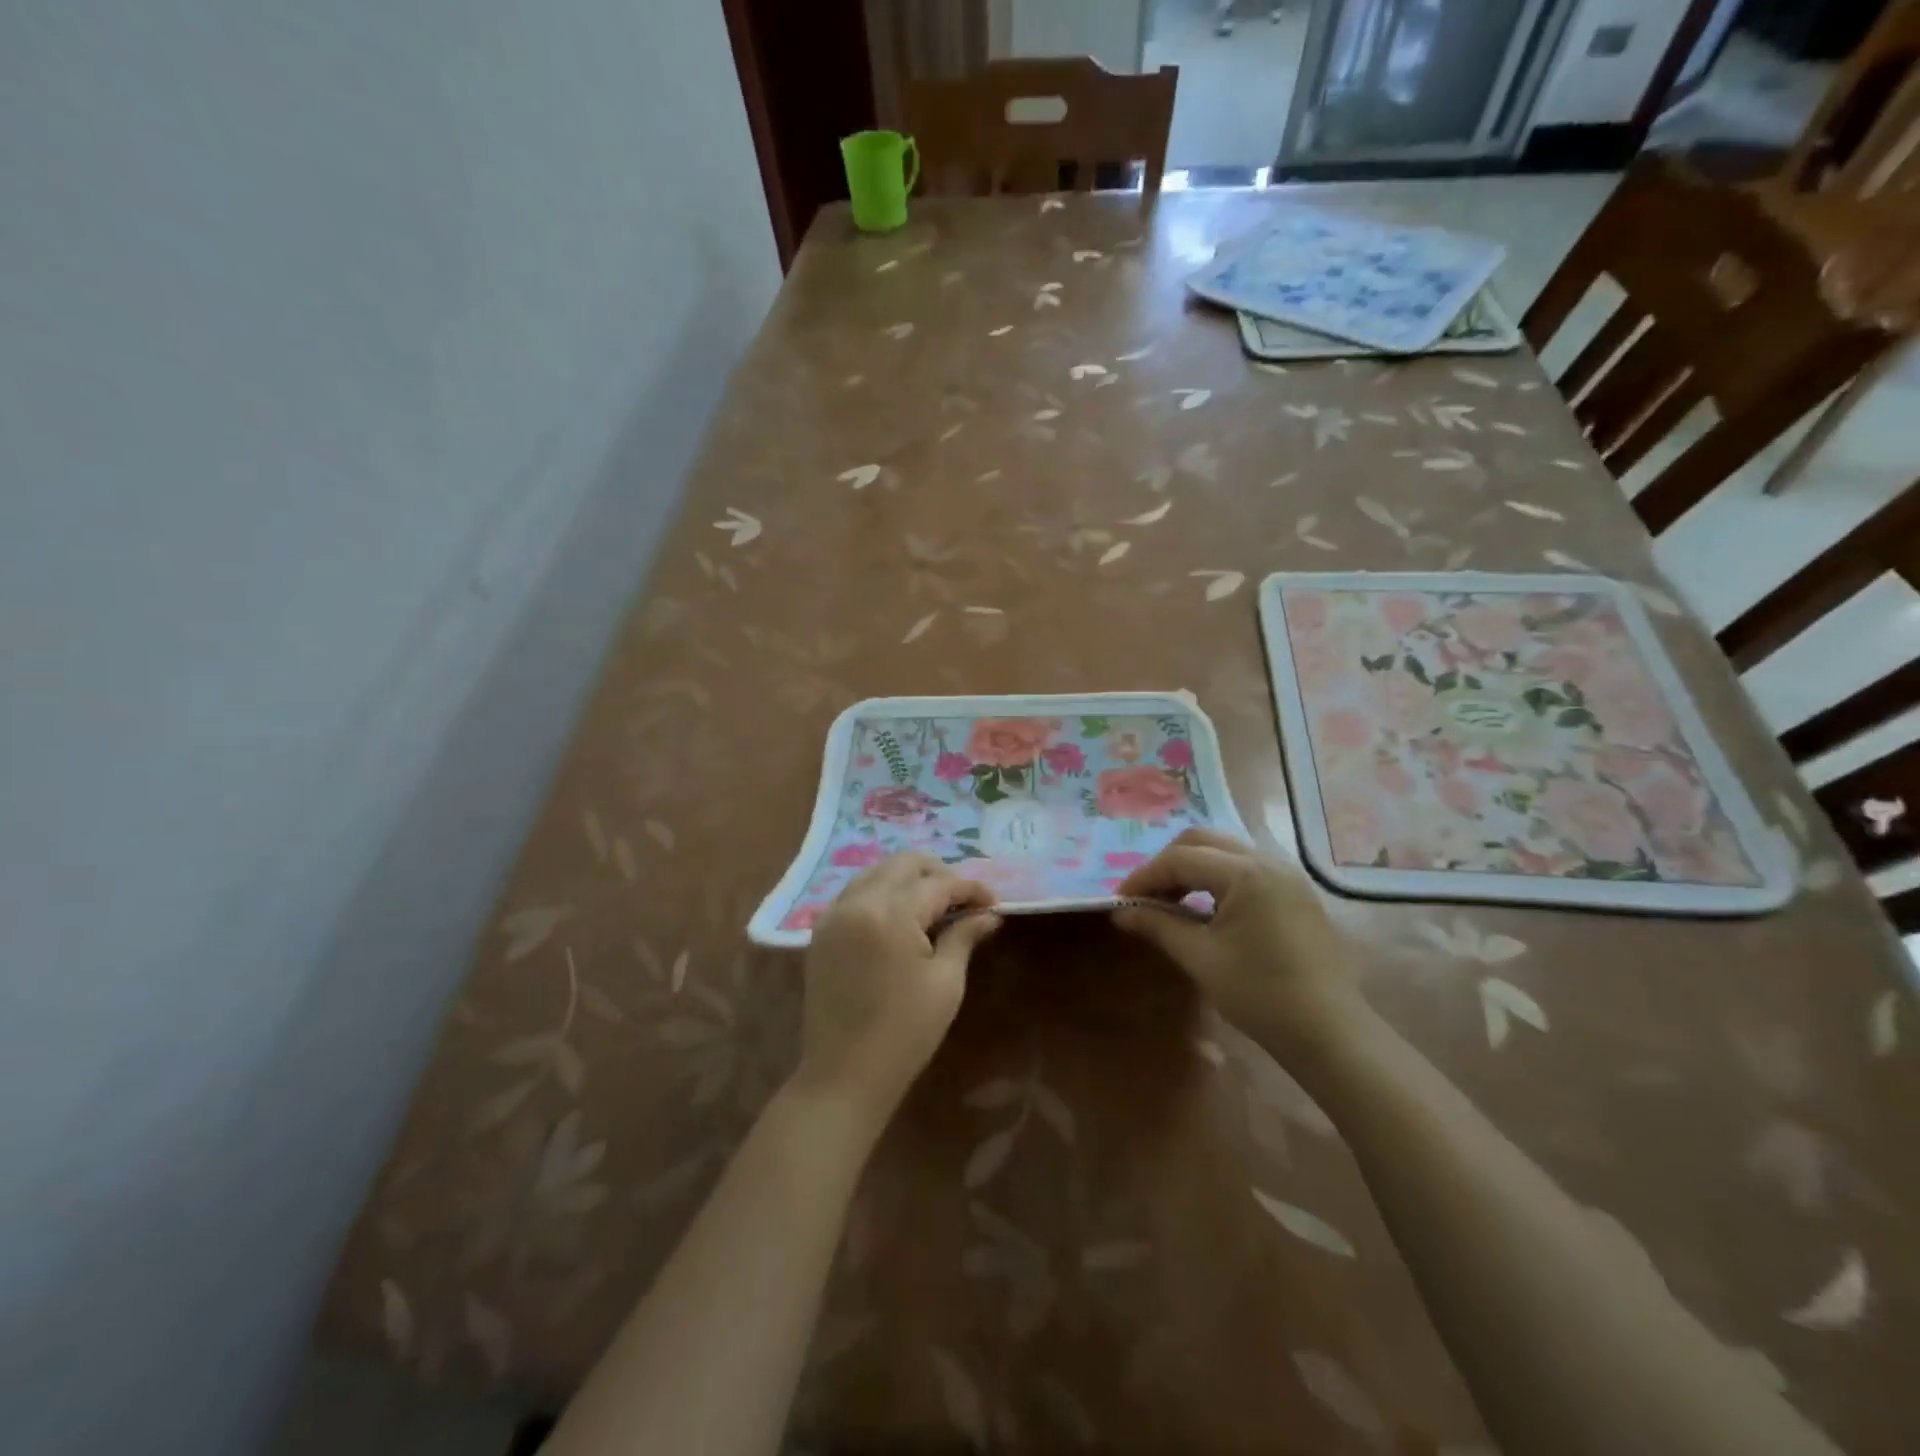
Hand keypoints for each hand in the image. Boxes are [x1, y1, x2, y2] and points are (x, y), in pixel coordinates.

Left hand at [794, 854, 1000, 1120]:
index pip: (938, 884)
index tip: (994, 902)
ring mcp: (834, 915)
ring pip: (877, 873)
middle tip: (964, 899)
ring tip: (935, 906)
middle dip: (938, 873)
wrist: (843, 1075)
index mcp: (891, 914)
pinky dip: (882, 893)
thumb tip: (989, 915)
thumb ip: (964, 937)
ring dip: (908, 880)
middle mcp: (858, 902)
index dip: (970, 888)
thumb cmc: (905, 1032)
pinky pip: (856, 894)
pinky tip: (901, 917)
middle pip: (903, 864)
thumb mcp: (945, 983)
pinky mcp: (821, 932)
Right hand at [1111, 829, 1366, 1061]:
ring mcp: (1287, 876)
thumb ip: (1159, 926)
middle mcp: (1269, 861)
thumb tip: (1121, 912)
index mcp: (1246, 873)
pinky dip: (1217, 880)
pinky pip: (1246, 869)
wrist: (1329, 1033)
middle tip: (1145, 896)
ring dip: (1192, 870)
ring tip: (1170, 904)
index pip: (1181, 858)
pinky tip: (1205, 910)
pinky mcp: (1295, 894)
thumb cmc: (1260, 994)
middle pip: (1203, 842)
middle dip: (1167, 865)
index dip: (1145, 876)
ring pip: (1225, 852)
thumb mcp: (1201, 958)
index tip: (1121, 900)